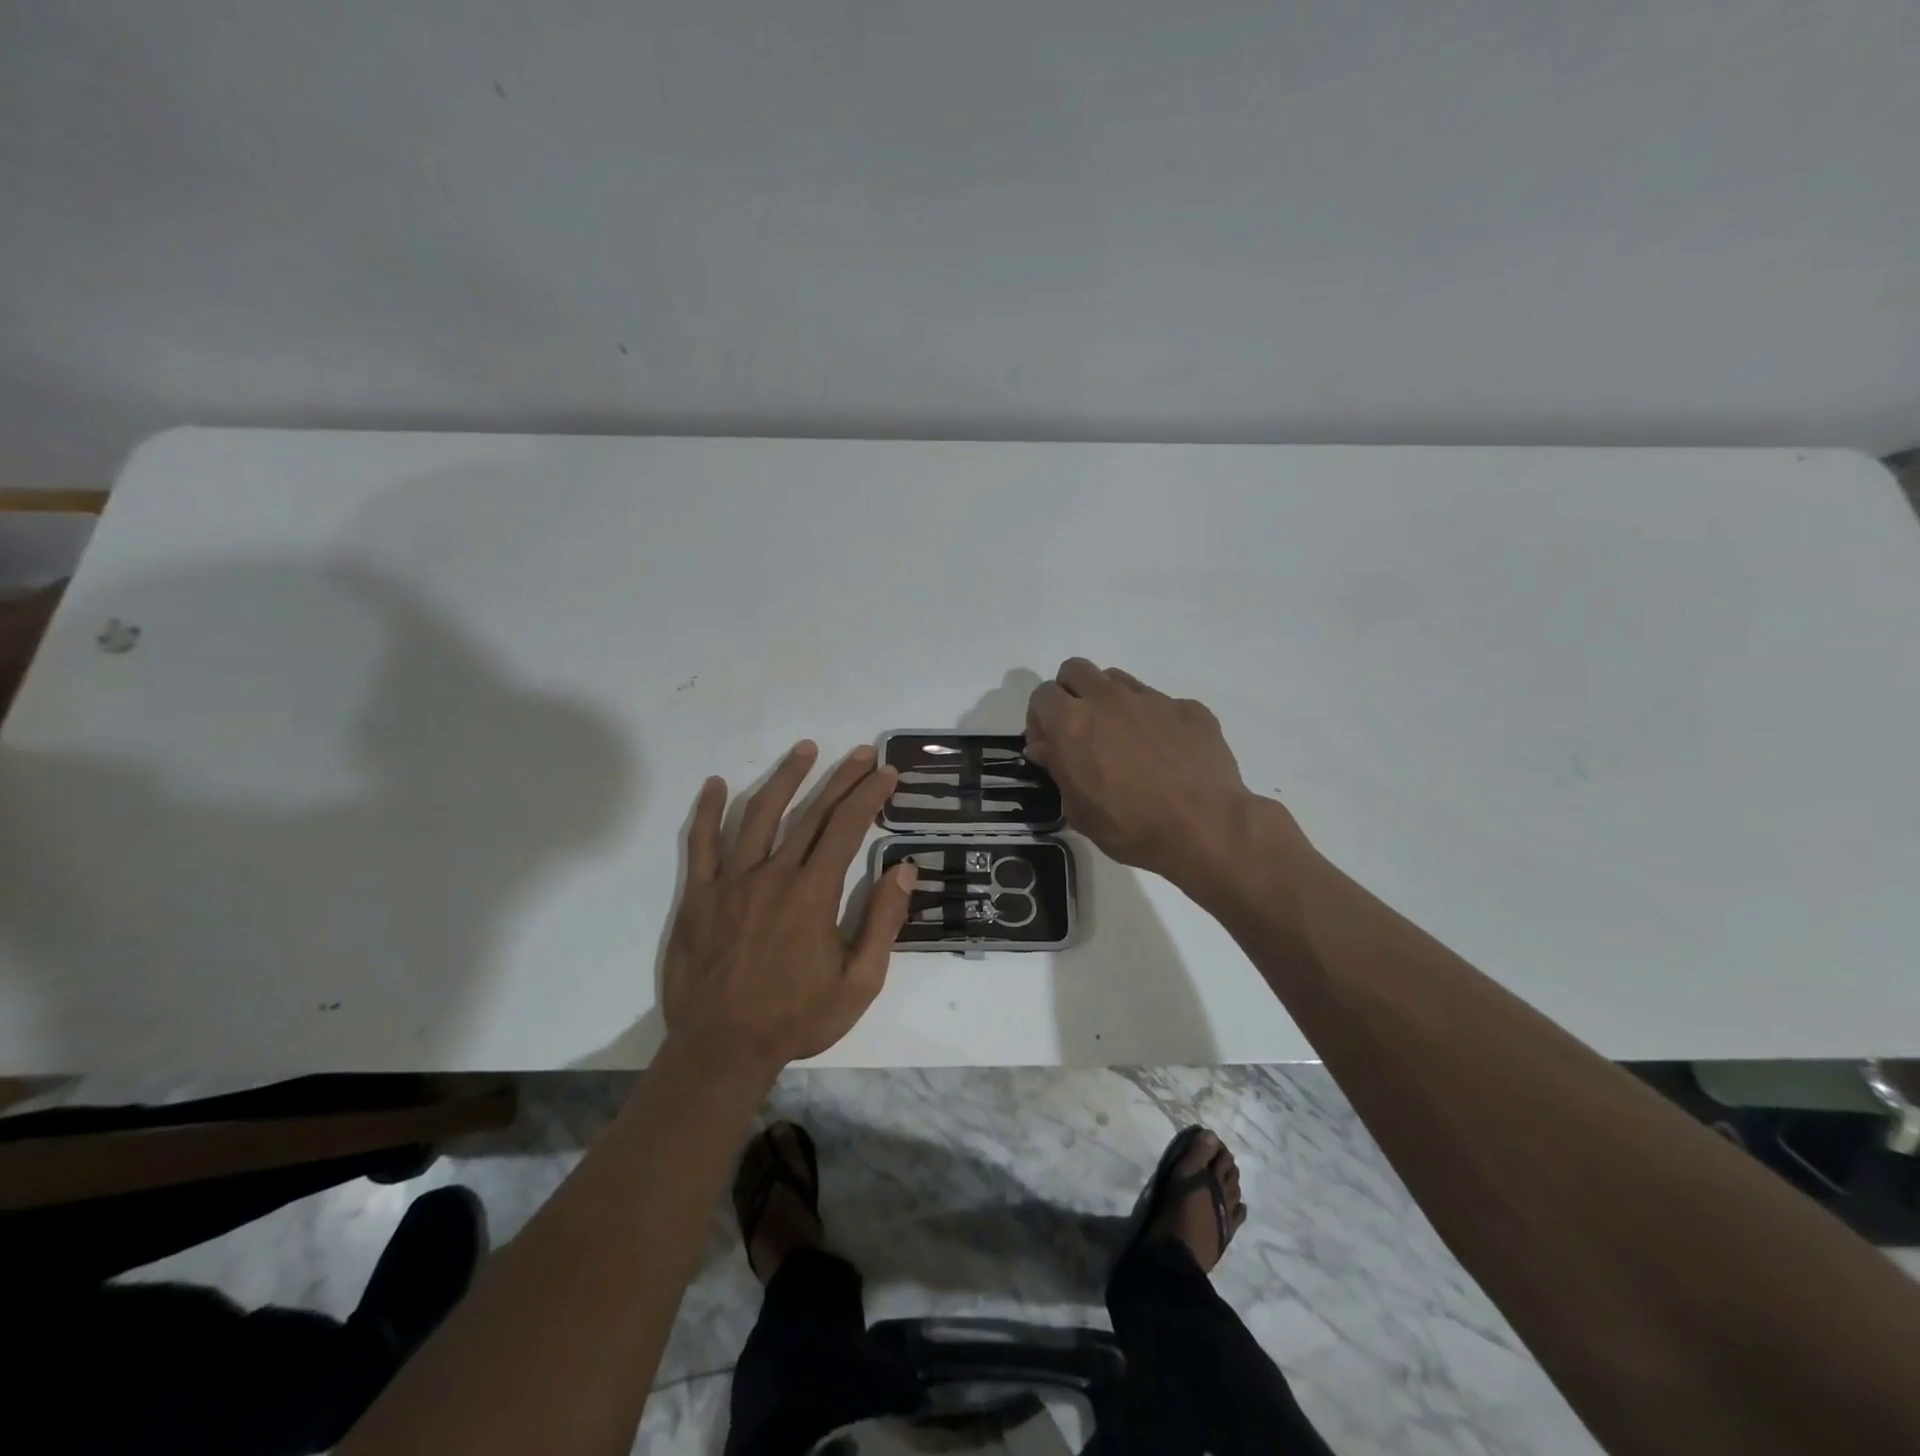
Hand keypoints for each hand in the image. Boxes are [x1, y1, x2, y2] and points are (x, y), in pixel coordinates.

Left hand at [661, 742, 916, 1073]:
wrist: (722, 1050)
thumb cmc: (797, 1018)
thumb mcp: (859, 982)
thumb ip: (883, 922)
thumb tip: (904, 868)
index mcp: (813, 893)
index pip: (847, 827)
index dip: (869, 795)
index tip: (887, 773)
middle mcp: (774, 874)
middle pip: (811, 813)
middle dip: (841, 778)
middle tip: (862, 754)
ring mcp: (732, 881)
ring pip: (758, 814)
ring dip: (785, 778)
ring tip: (805, 749)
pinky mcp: (699, 896)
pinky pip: (701, 844)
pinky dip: (706, 811)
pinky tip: (714, 785)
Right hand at [1026, 659, 1293, 888]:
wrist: (1204, 828)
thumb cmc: (1130, 827)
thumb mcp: (1079, 809)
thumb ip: (1058, 769)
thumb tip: (1046, 748)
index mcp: (1073, 723)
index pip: (1042, 695)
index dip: (1040, 718)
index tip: (1048, 745)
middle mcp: (1109, 699)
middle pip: (1076, 670)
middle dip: (1070, 694)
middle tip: (1080, 731)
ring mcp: (1152, 699)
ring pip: (1117, 680)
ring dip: (1110, 701)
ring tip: (1123, 740)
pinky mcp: (1188, 708)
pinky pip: (1160, 703)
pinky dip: (1153, 720)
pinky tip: (1166, 753)